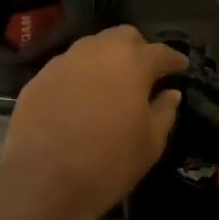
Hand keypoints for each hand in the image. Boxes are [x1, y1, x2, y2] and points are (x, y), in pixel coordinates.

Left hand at [0, 26, 186, 219]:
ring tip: (110, 86)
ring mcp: (62, 63)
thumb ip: (164, 112)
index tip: (181, 68)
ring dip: (105, 61)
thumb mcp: (151, 144)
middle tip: (143, 74)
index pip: (161, 52)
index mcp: (132, 63)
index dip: (174, 60)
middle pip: (123, 37)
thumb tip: (170, 93)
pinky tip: (79, 101)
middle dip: (137, 50)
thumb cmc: (108, 163)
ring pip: (91, 48)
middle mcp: (96, 52)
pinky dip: (79, 78)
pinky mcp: (37, 80)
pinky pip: (66, 69)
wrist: (43, 182)